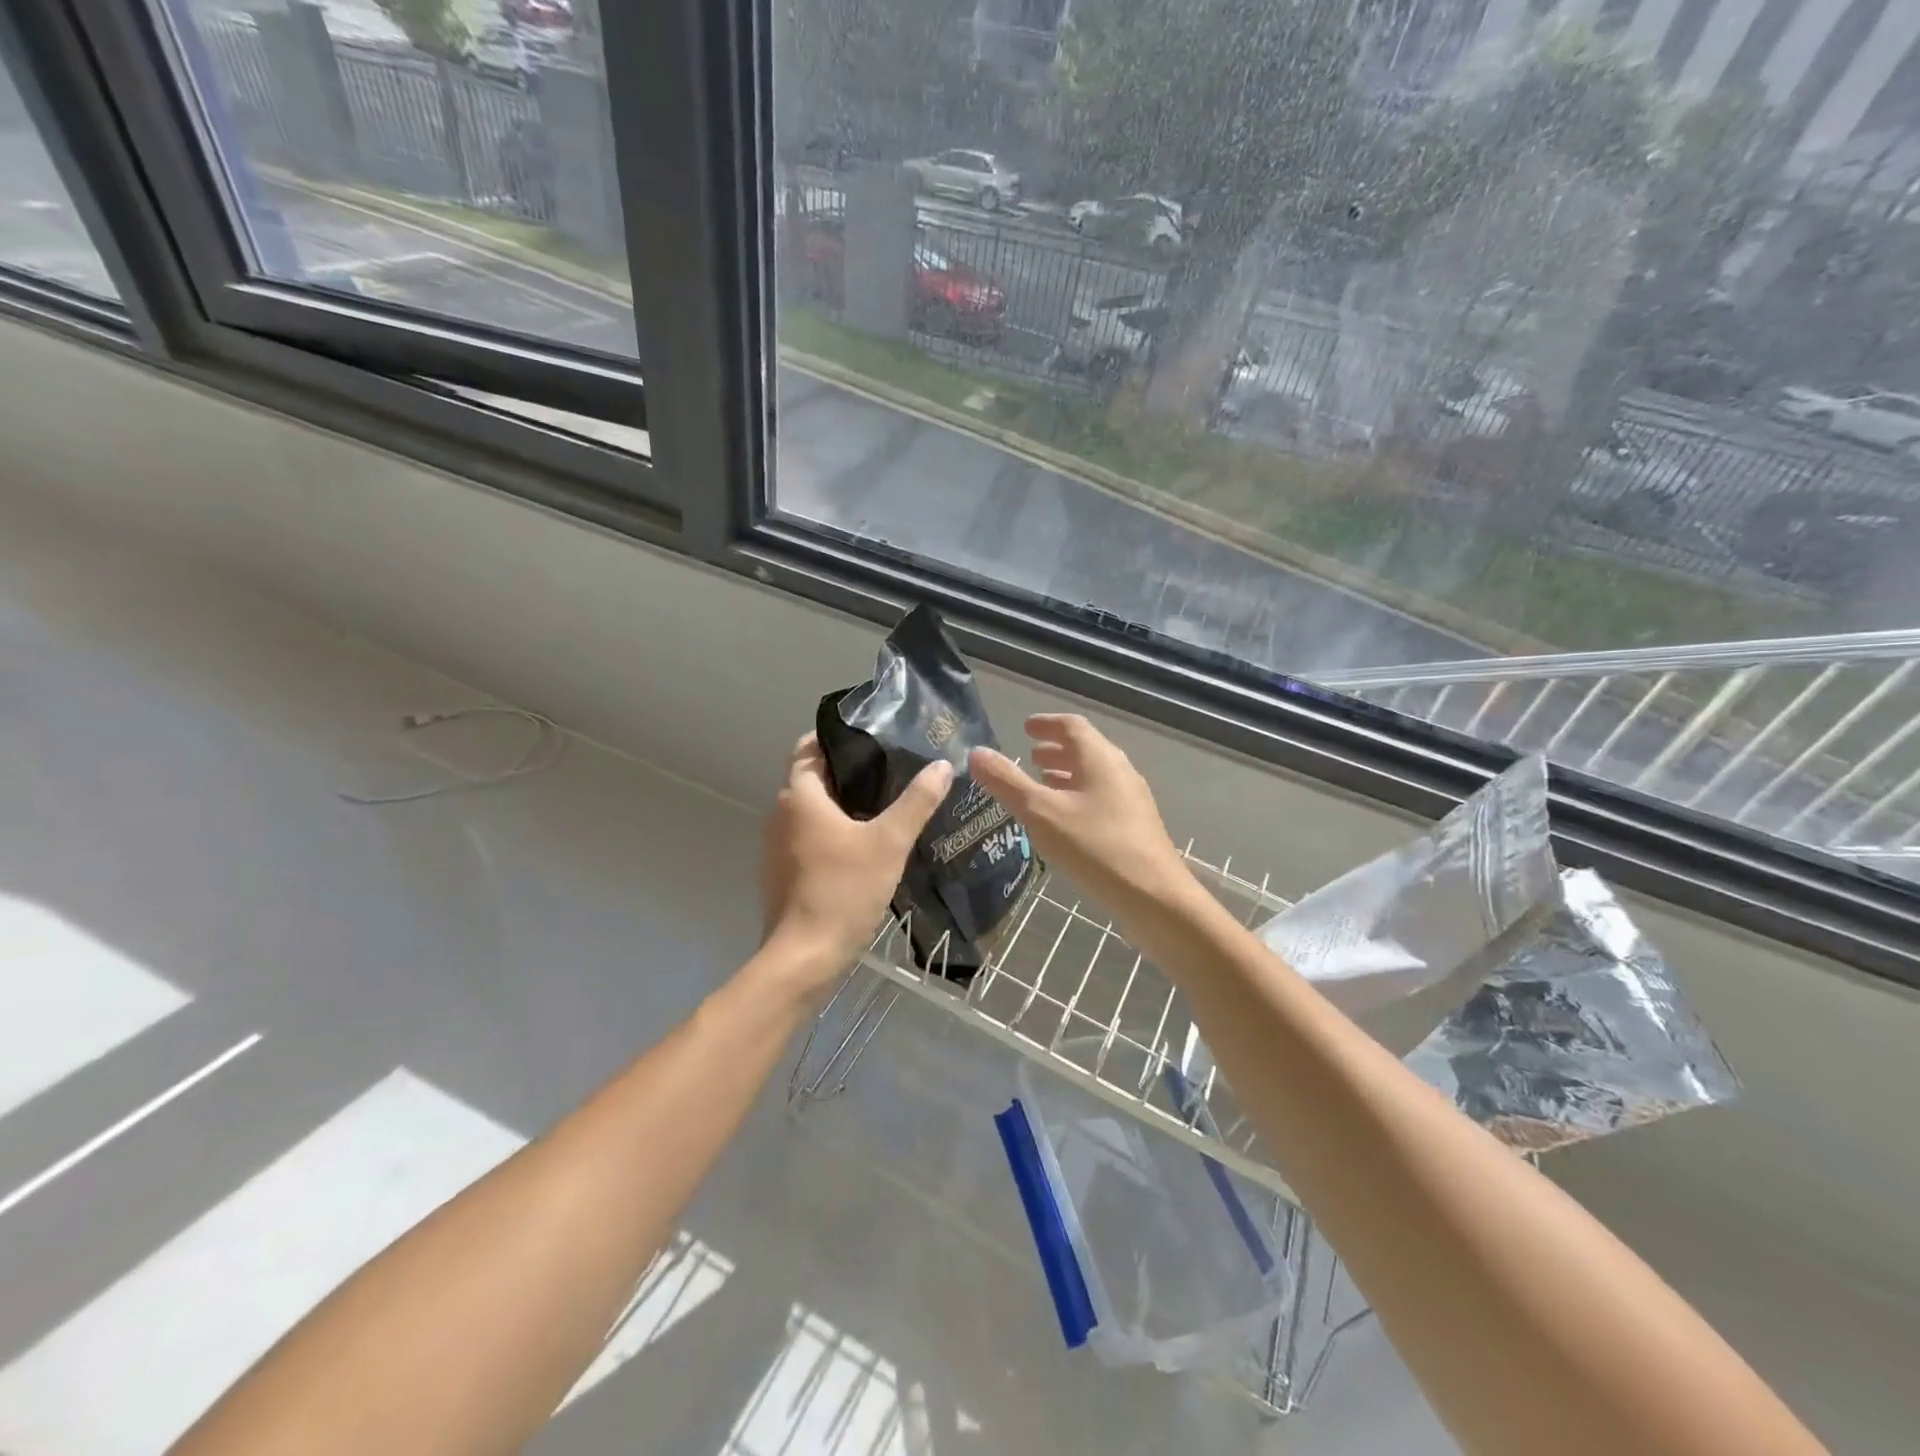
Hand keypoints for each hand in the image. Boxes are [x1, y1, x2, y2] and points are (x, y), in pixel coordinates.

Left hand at [758, 733, 952, 991]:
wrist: (804, 958)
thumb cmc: (843, 891)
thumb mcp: (889, 842)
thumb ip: (917, 802)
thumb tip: (941, 766)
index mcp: (799, 796)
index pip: (810, 747)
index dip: (839, 737)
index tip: (873, 736)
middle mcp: (780, 815)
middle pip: (814, 779)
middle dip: (849, 772)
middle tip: (892, 769)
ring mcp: (777, 847)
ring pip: (812, 812)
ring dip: (842, 806)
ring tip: (886, 804)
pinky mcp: (783, 874)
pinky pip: (809, 839)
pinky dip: (833, 834)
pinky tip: (865, 846)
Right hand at [969, 714, 1192, 915]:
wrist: (1155, 898)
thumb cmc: (1095, 847)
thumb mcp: (1041, 813)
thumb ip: (1007, 782)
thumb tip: (977, 753)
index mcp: (1099, 758)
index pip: (1072, 726)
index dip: (1046, 724)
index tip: (1025, 728)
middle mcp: (1119, 770)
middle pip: (1085, 748)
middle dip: (1056, 749)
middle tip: (1029, 755)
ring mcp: (1131, 799)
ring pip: (1094, 775)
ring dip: (1067, 773)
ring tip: (1042, 783)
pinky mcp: (1135, 826)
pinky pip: (1101, 797)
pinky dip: (1078, 796)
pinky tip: (1064, 820)